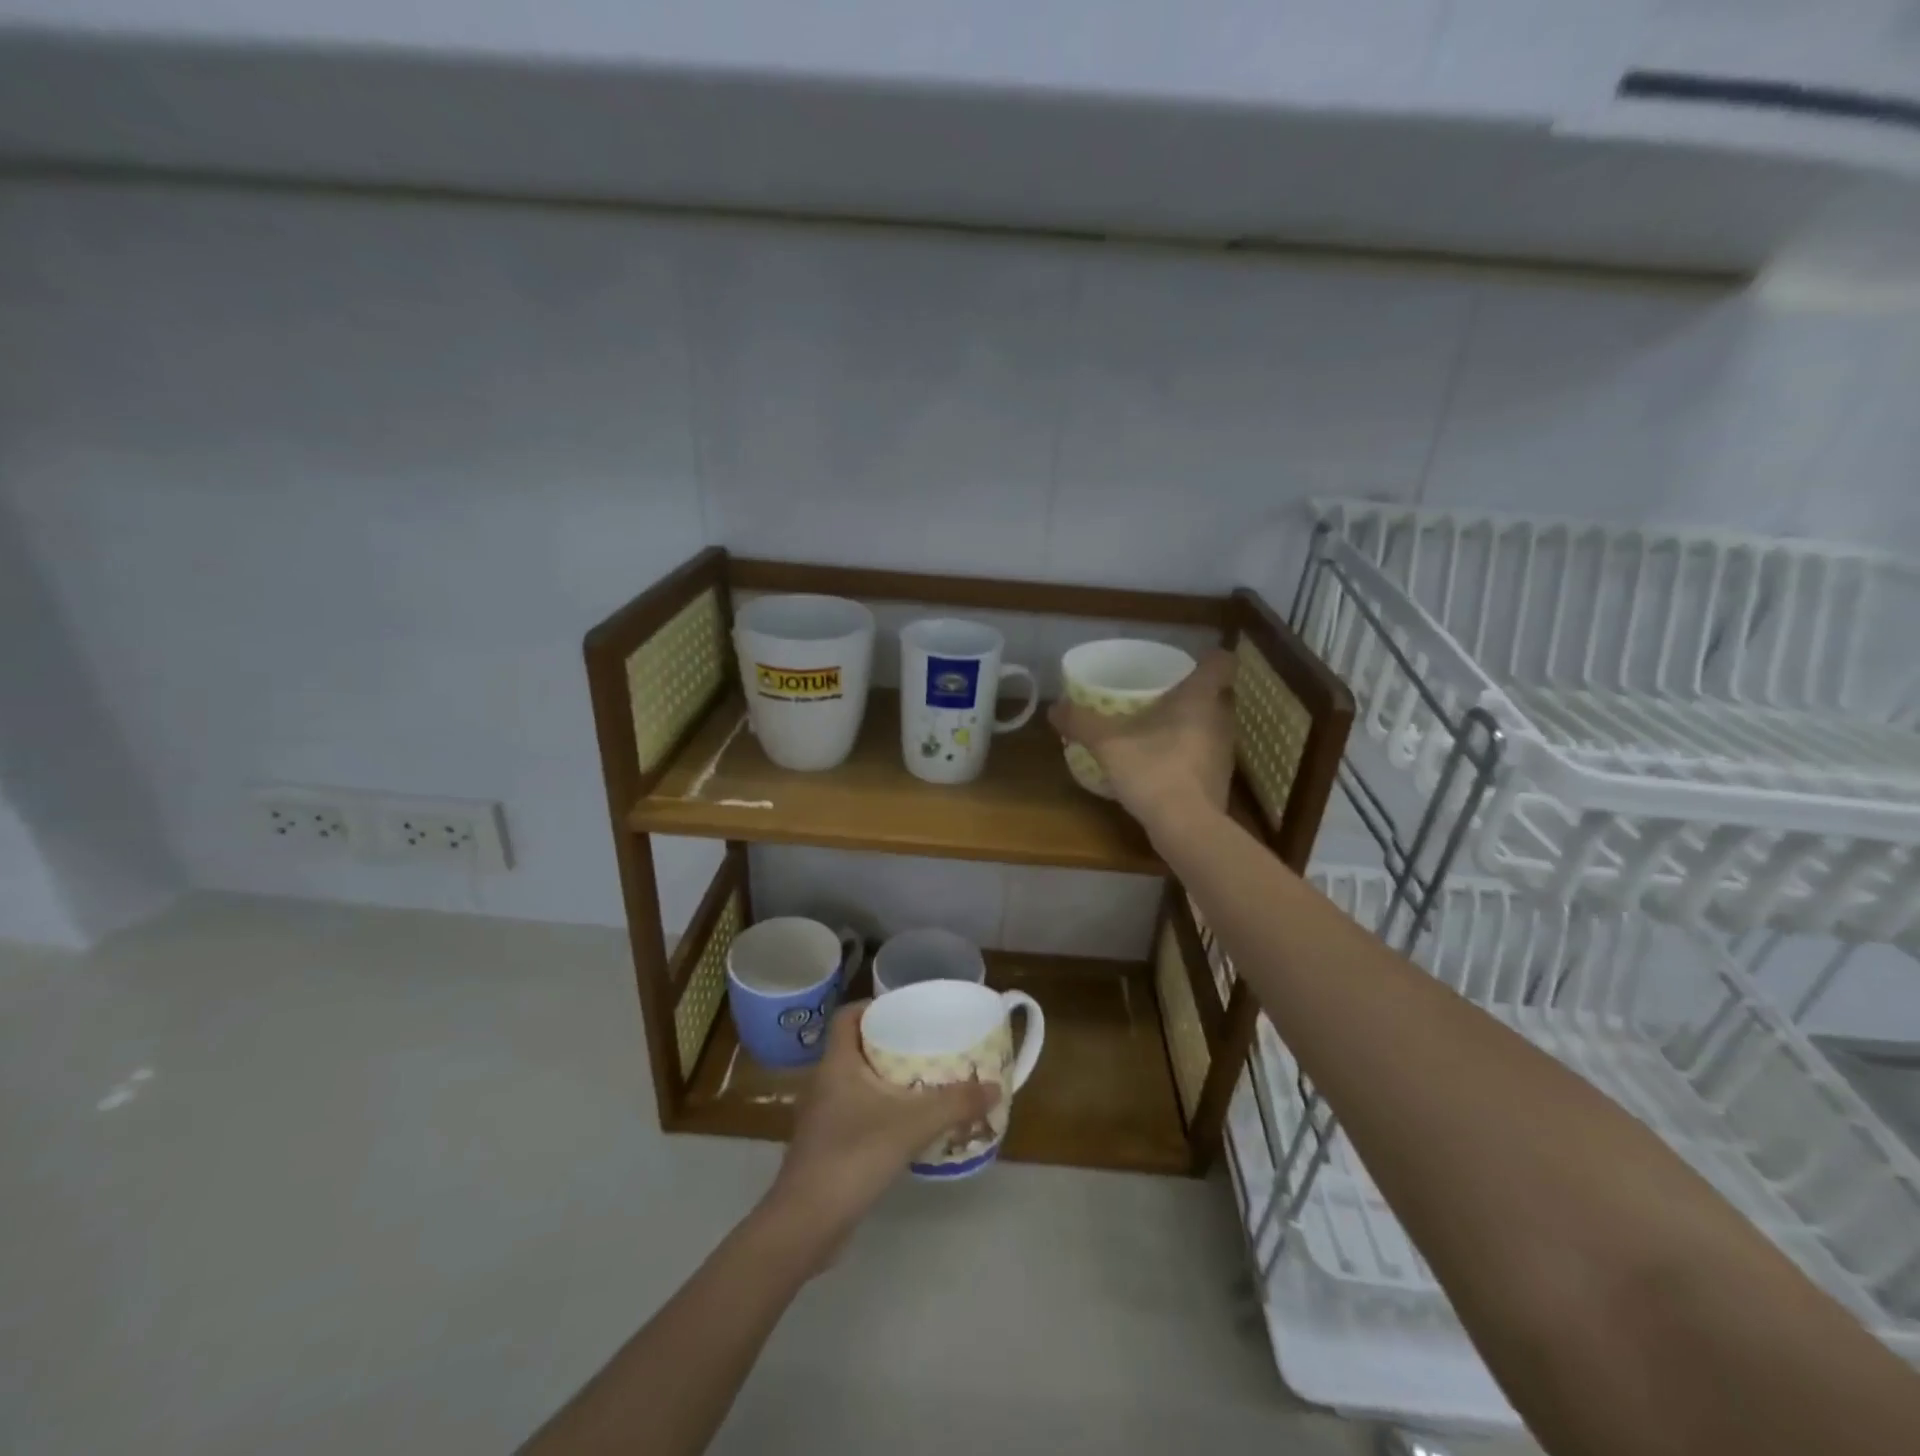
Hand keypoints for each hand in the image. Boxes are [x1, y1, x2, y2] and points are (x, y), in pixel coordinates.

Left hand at [762, 1002, 998, 1259]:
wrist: (806, 1223)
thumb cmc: (854, 1155)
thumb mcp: (913, 1124)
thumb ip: (955, 1104)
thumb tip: (994, 1087)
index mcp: (836, 1063)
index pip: (847, 1016)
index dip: (872, 1006)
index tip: (904, 1010)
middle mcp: (823, 1082)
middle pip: (854, 1048)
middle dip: (887, 1044)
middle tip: (924, 1045)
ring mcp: (820, 1117)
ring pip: (854, 1083)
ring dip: (883, 1081)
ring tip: (921, 1083)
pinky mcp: (824, 1146)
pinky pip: (853, 1113)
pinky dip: (877, 1111)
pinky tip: (904, 1126)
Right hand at [1049, 647, 1237, 834]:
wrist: (1186, 827)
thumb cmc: (1153, 770)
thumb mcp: (1107, 743)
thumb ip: (1081, 722)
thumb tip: (1054, 708)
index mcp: (1200, 697)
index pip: (1222, 662)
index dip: (1209, 658)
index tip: (1188, 663)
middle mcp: (1221, 719)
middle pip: (1219, 693)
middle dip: (1197, 692)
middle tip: (1164, 694)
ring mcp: (1224, 752)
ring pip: (1213, 725)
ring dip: (1193, 724)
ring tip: (1159, 728)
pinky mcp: (1220, 780)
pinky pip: (1206, 754)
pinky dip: (1189, 753)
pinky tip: (1163, 763)